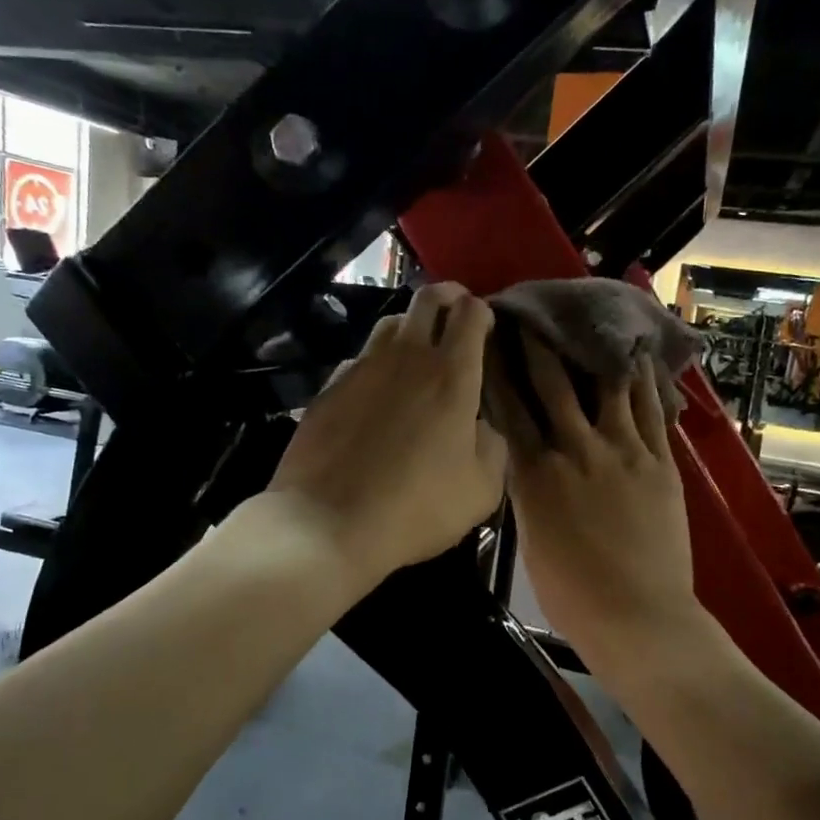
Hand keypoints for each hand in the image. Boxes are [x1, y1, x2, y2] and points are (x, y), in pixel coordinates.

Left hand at [262, 283, 504, 593]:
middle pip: (427, 297)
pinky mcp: (328, 388)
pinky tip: (377, 391)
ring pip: (389, 323)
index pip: (470, 314)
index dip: (482, 311)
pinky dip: (376, 363)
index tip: (487, 325)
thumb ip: (492, 447)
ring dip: (411, 326)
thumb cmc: (416, 509)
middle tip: (458, 311)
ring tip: (418, 349)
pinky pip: (359, 360)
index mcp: (451, 376)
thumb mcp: (481, 490)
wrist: (328, 524)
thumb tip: (481, 427)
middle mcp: (406, 358)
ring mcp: (361, 369)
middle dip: (448, 295)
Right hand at [496, 337, 703, 662]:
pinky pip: (651, 411)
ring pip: (607, 387)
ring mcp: (623, 452)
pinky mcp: (660, 462)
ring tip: (590, 320)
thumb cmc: (572, 592)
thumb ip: (528, 492)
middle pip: (555, 386)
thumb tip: (526, 461)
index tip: (492, 342)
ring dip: (594, 351)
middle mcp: (576, 451)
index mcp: (535, 475)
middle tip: (532, 315)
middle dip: (540, 347)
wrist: (637, 615)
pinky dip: (644, 381)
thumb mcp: (531, 539)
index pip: (511, 410)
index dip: (500, 372)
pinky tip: (639, 357)